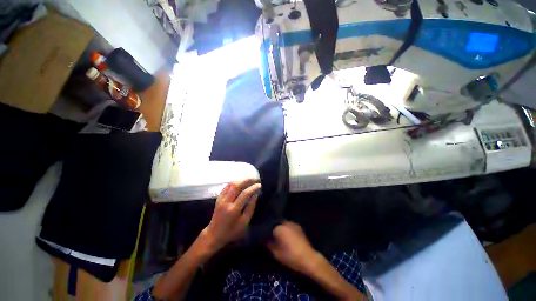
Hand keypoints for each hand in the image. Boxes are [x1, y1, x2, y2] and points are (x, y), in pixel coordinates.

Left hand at [202, 179, 260, 252]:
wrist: (214, 234)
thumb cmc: (231, 231)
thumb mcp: (244, 222)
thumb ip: (250, 207)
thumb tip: (255, 194)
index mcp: (233, 209)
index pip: (245, 194)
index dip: (253, 188)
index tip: (259, 185)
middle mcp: (226, 202)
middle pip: (237, 185)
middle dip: (247, 180)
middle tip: (255, 178)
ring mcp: (221, 199)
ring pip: (231, 184)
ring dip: (241, 179)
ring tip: (249, 179)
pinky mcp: (218, 198)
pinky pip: (226, 186)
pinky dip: (234, 182)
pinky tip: (240, 181)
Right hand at [267, 221, 319, 274]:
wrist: (308, 258)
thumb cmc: (291, 257)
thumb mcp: (276, 253)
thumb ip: (268, 244)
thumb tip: (262, 239)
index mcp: (279, 228)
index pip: (268, 226)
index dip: (265, 231)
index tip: (263, 236)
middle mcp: (285, 222)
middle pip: (275, 223)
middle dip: (272, 228)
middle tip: (270, 235)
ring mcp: (293, 223)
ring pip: (282, 224)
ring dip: (279, 228)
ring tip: (278, 235)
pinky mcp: (298, 226)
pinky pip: (289, 225)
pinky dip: (286, 228)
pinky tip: (286, 235)